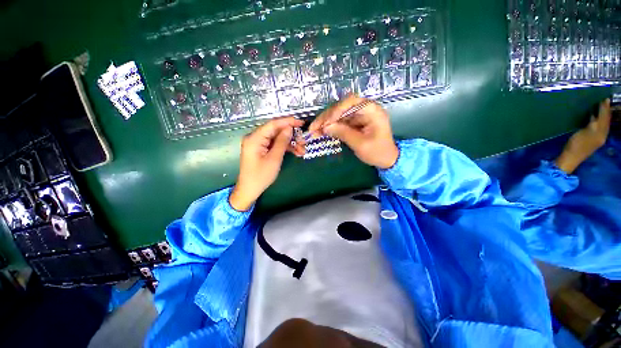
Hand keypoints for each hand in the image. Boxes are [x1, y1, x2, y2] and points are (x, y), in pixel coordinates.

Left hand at [230, 117, 303, 210]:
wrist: (249, 190)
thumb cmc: (261, 176)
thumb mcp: (274, 158)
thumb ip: (282, 142)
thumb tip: (289, 128)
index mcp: (255, 138)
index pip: (273, 124)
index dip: (288, 122)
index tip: (301, 122)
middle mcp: (255, 138)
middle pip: (276, 131)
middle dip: (291, 135)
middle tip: (303, 140)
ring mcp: (258, 144)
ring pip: (277, 138)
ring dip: (290, 143)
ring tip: (302, 149)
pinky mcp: (262, 150)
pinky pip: (275, 145)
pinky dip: (285, 148)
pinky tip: (296, 152)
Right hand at [308, 94, 398, 168]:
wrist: (386, 159)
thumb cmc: (378, 152)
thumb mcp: (361, 144)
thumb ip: (343, 133)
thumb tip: (325, 127)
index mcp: (372, 110)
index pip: (351, 102)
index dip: (336, 110)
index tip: (326, 123)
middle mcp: (364, 109)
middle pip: (341, 107)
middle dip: (326, 117)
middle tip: (314, 128)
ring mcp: (358, 116)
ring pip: (338, 114)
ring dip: (325, 122)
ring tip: (314, 131)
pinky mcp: (354, 123)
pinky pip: (339, 122)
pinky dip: (330, 127)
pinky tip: (321, 132)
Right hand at [555, 98, 611, 173]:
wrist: (569, 158)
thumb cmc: (576, 145)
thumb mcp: (585, 132)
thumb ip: (593, 123)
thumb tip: (596, 114)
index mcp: (601, 133)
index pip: (605, 118)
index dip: (605, 108)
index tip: (604, 99)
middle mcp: (602, 135)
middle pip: (605, 121)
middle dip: (605, 111)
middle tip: (605, 100)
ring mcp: (597, 138)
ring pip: (602, 124)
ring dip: (603, 115)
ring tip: (602, 107)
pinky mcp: (591, 140)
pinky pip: (597, 127)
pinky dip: (598, 121)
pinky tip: (594, 118)